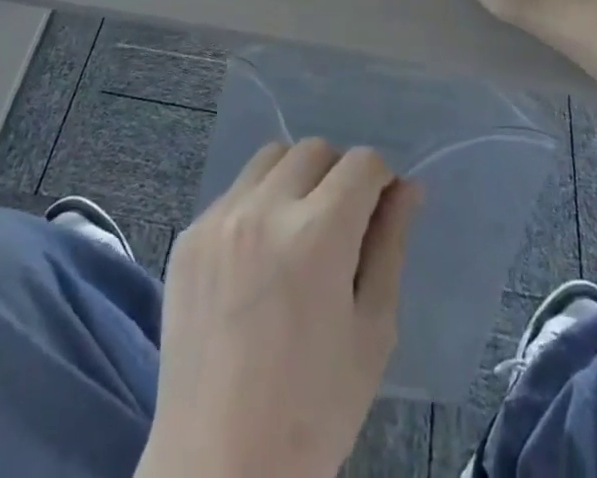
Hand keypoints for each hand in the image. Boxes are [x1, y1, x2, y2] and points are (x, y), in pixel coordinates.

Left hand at [139, 140, 418, 477]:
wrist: (219, 469)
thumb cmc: (313, 411)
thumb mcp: (372, 332)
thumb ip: (390, 246)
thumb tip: (408, 188)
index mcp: (318, 234)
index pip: (361, 163)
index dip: (379, 182)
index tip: (378, 212)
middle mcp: (265, 210)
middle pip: (314, 150)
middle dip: (337, 175)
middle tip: (340, 226)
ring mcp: (219, 219)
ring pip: (269, 159)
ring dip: (293, 179)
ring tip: (296, 234)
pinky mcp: (188, 236)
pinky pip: (233, 193)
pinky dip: (255, 207)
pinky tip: (256, 259)